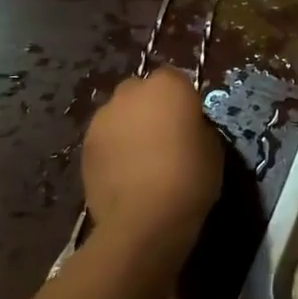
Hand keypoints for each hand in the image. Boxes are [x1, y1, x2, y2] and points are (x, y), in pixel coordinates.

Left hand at [81, 70, 221, 256]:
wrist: (144, 220)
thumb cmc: (189, 177)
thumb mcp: (212, 145)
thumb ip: (196, 125)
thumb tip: (186, 126)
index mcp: (167, 86)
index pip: (175, 78)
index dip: (181, 98)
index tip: (188, 119)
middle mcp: (131, 93)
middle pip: (141, 91)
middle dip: (150, 107)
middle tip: (164, 135)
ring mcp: (103, 119)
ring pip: (119, 114)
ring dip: (129, 126)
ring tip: (140, 157)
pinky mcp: (85, 147)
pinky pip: (105, 139)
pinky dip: (113, 148)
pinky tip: (124, 173)